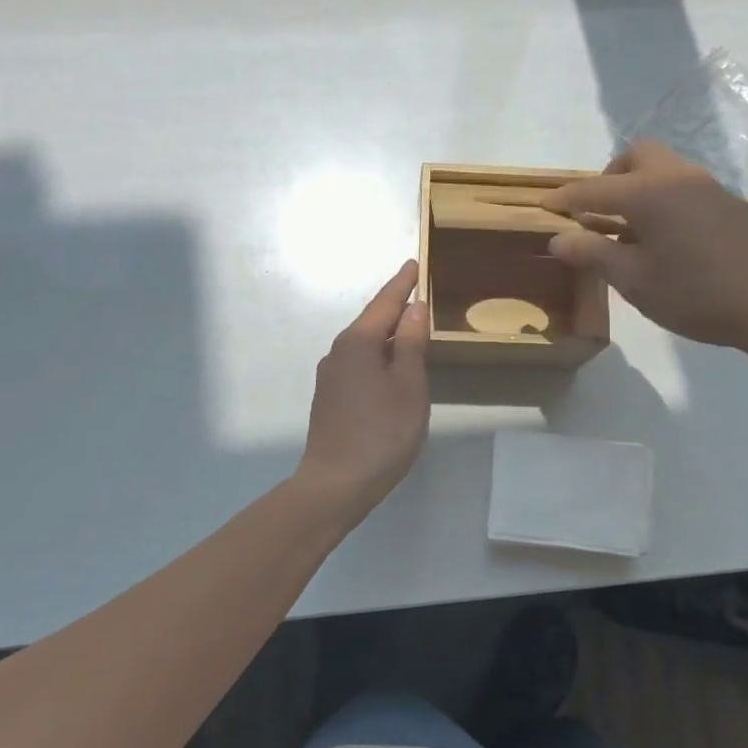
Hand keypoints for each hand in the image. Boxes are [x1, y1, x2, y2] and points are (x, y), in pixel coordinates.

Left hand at [297, 260, 430, 513]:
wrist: (335, 483)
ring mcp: (330, 376)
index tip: (414, 264)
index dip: (402, 284)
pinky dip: (377, 354)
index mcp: (358, 342)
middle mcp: (339, 352)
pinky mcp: (330, 398)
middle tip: (417, 291)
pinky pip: (358, 363)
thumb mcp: (408, 384)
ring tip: (409, 326)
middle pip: (371, 321)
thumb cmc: (381, 432)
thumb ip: (411, 343)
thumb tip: (414, 307)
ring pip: (364, 343)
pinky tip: (390, 366)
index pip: (385, 303)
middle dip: (394, 306)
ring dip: (386, 332)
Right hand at [543, 141, 747, 363]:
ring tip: (631, 232)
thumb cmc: (699, 294)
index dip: (564, 199)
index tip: (544, 207)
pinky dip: (665, 202)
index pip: (592, 189)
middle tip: (598, 214)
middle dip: (609, 178)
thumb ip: (593, 254)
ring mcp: (710, 188)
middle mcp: (678, 177)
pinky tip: (669, 242)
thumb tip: (557, 238)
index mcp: (648, 192)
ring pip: (664, 170)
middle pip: (636, 156)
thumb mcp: (635, 281)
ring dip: (639, 190)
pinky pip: (685, 188)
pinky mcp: (732, 205)